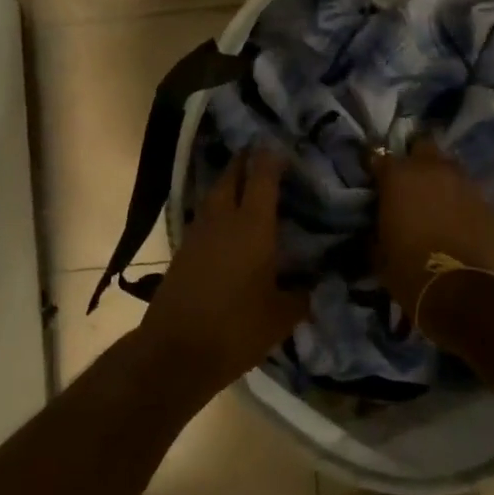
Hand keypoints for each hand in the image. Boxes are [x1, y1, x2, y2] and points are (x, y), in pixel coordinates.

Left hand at [138, 149, 306, 393]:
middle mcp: (223, 219)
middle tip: (260, 153)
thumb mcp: (281, 317)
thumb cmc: (237, 329)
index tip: (280, 145)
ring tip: (244, 181)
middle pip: (231, 175)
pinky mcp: (183, 248)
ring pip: (214, 193)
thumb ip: (301, 295)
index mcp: (252, 226)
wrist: (177, 349)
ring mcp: (198, 231)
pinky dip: (217, 207)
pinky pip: (204, 214)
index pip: (262, 178)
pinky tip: (227, 220)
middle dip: (245, 160)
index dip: (271, 158)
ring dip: (228, 181)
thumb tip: (316, 284)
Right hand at [370, 140, 493, 317]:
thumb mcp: (378, 250)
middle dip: (417, 159)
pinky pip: (472, 193)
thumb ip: (377, 226)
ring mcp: (465, 183)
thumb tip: (379, 224)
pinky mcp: (489, 203)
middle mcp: (432, 169)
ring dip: (443, 178)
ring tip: (440, 198)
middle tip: (412, 181)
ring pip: (452, 167)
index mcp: (398, 176)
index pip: (379, 156)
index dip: (377, 167)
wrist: (461, 292)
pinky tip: (461, 218)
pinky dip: (464, 201)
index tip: (375, 178)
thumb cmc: (408, 269)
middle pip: (424, 146)